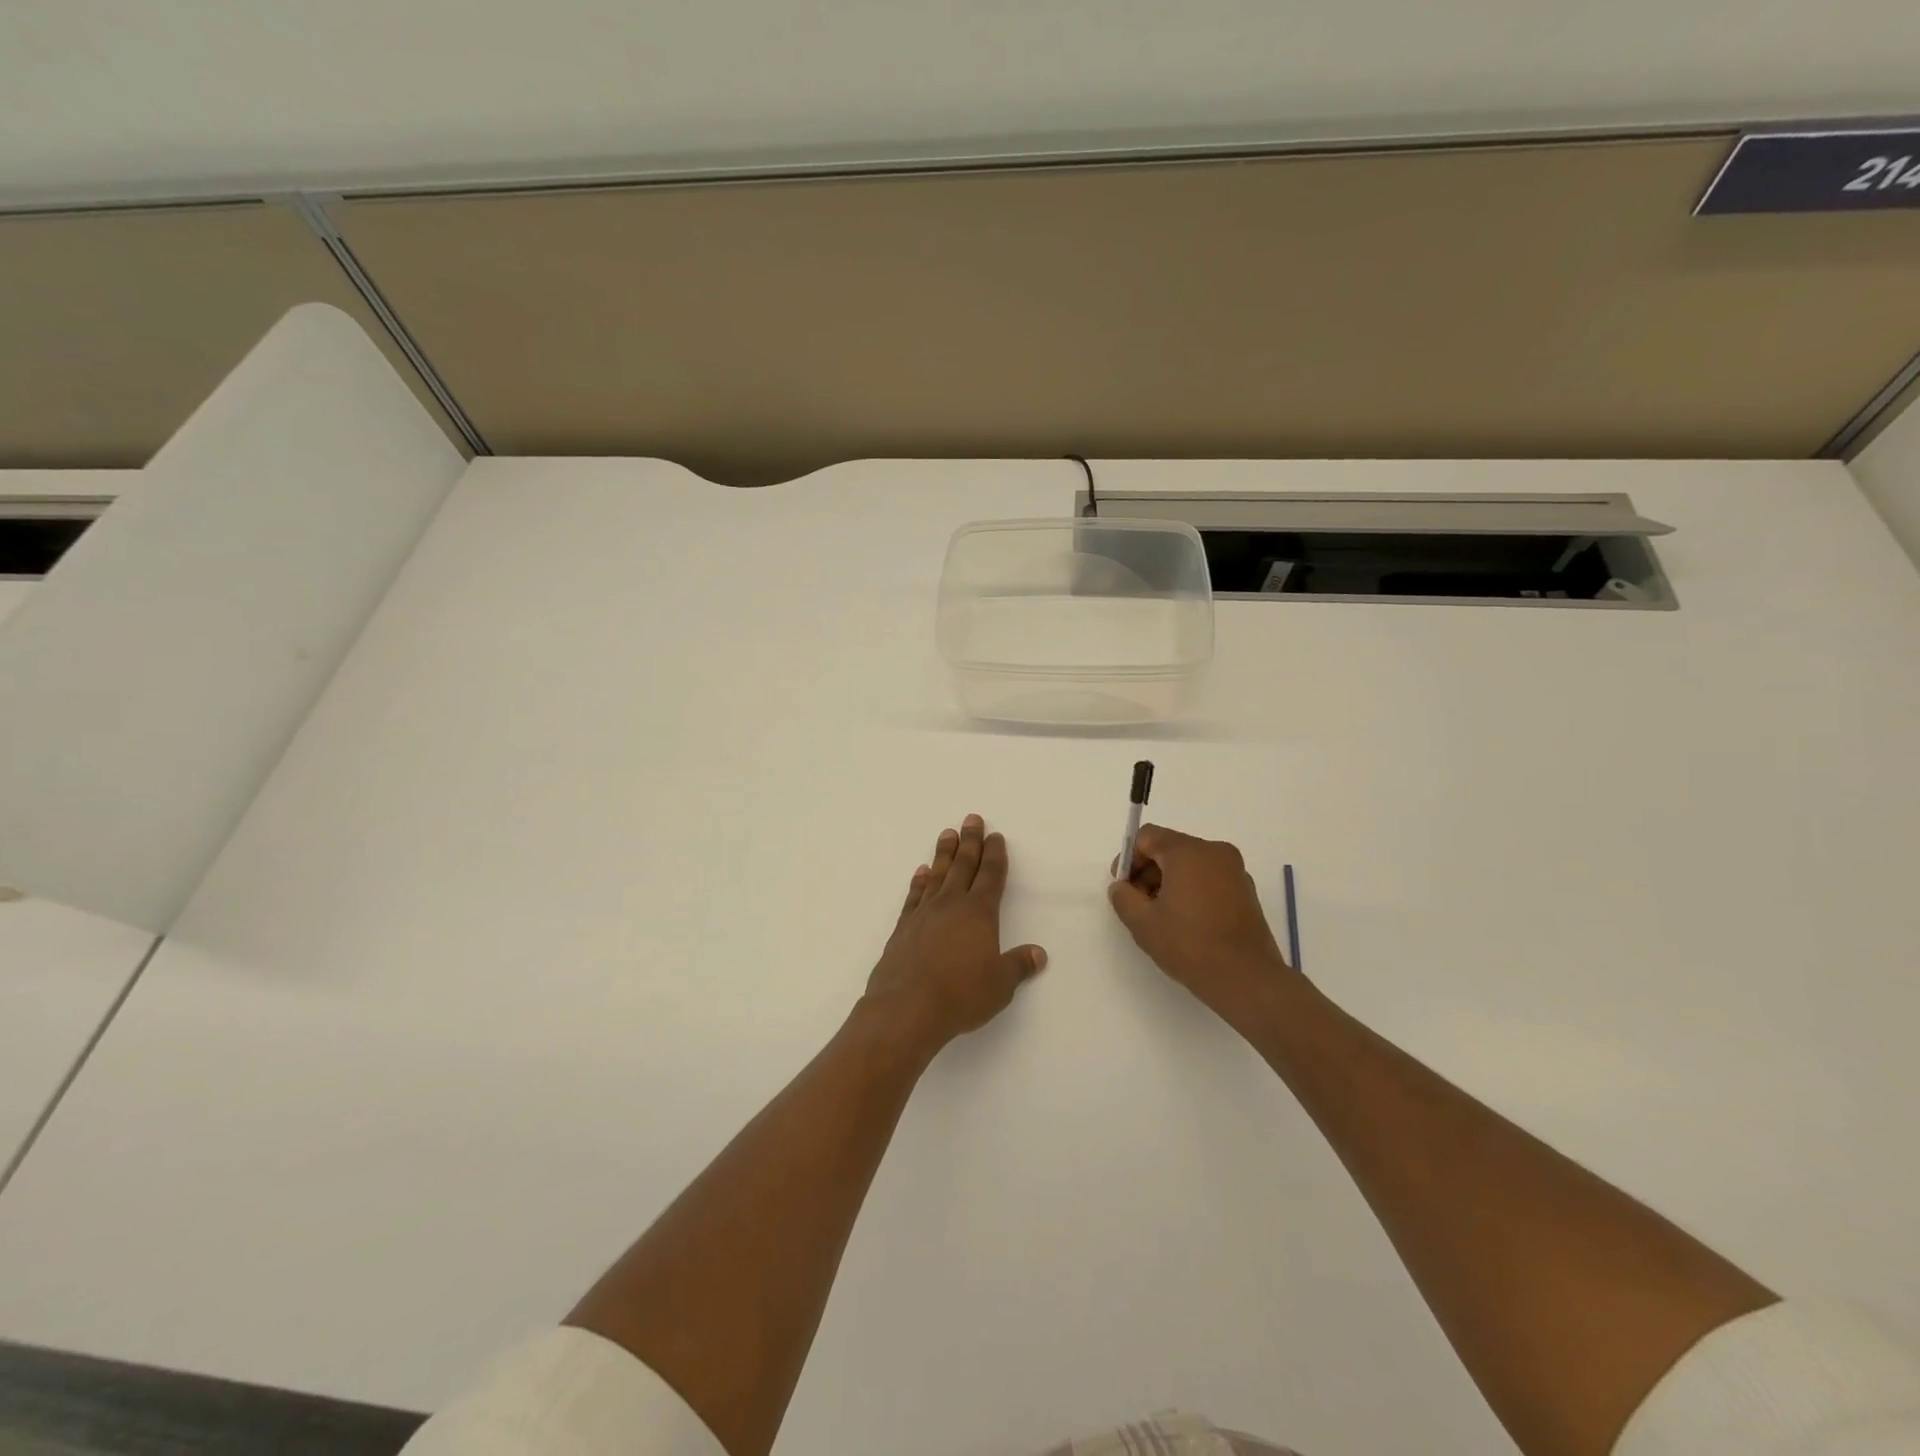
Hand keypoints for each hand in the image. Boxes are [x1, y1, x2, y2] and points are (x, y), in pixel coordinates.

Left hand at [863, 815, 1046, 1058]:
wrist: (906, 1007)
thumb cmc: (961, 995)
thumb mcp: (1000, 985)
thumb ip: (1018, 966)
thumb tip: (1038, 954)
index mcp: (980, 913)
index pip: (991, 876)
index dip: (995, 855)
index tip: (996, 836)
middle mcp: (952, 905)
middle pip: (963, 865)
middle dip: (970, 841)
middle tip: (971, 819)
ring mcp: (924, 914)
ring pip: (938, 874)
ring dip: (944, 853)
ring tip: (947, 833)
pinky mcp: (903, 928)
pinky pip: (914, 896)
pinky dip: (919, 881)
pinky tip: (921, 872)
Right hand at [1108, 825, 1297, 1027]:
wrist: (1247, 979)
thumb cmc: (1190, 945)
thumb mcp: (1142, 923)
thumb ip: (1123, 897)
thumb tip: (1121, 886)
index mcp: (1188, 851)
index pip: (1147, 836)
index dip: (1129, 858)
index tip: (1123, 887)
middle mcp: (1214, 851)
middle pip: (1170, 848)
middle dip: (1148, 871)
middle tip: (1138, 904)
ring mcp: (1234, 870)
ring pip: (1190, 863)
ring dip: (1169, 882)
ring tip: (1162, 917)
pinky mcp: (1246, 890)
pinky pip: (1209, 878)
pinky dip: (1192, 890)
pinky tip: (1186, 921)